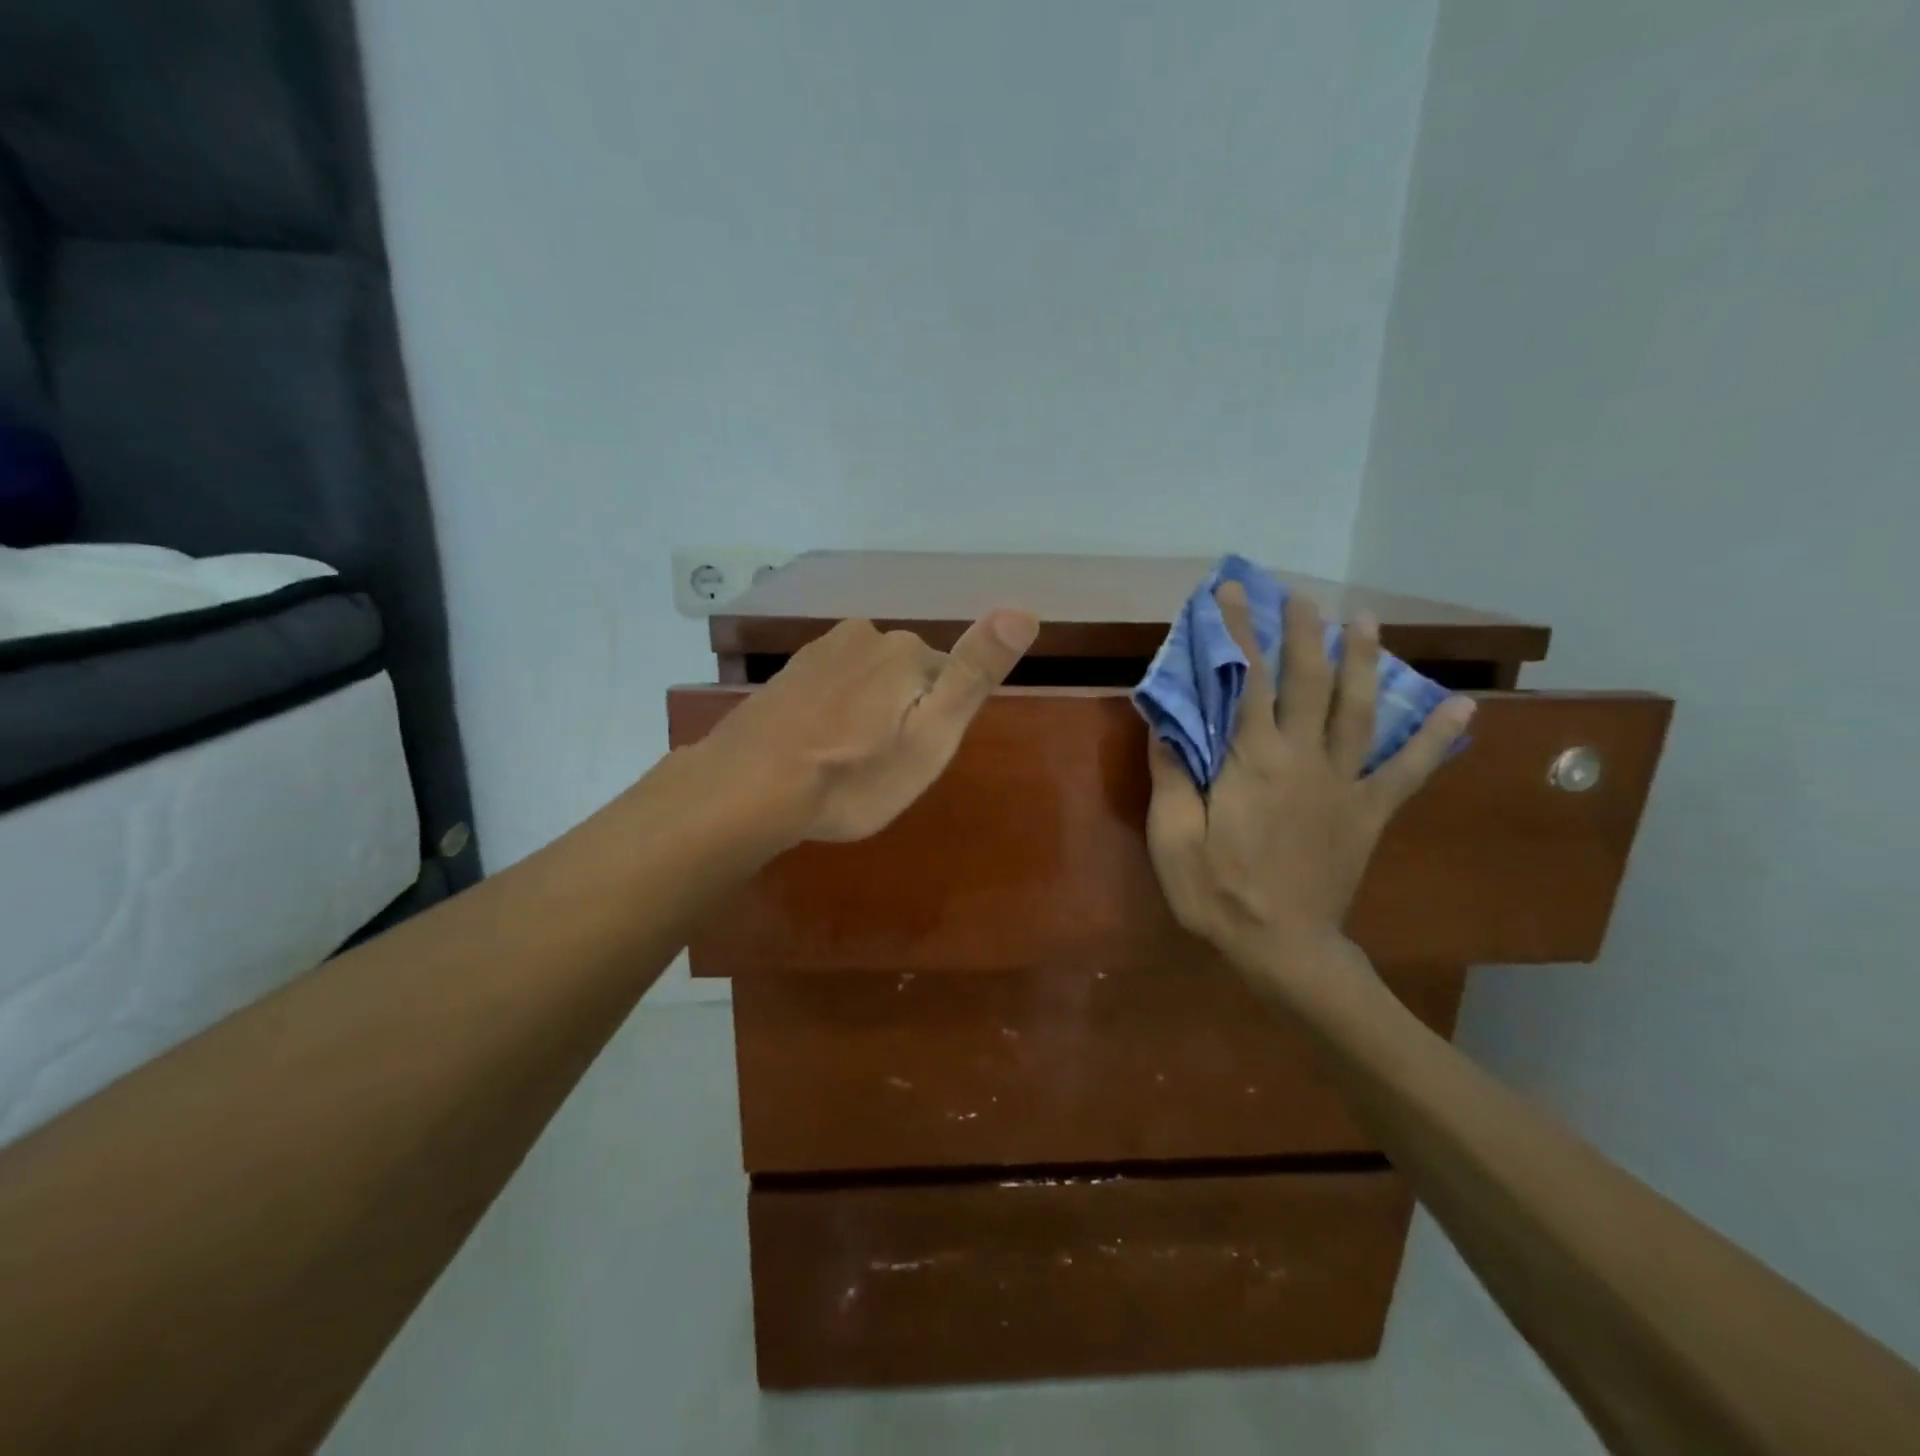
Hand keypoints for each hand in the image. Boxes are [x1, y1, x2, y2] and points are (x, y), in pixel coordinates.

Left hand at [695, 608, 1038, 844]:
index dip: (936, 725)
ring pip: (867, 683)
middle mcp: (863, 636)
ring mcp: (818, 652)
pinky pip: (830, 691)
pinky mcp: (786, 675)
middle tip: (880, 768)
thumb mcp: (932, 735)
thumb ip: (975, 672)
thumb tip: (1025, 609)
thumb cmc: (853, 773)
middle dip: (902, 717)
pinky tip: (815, 750)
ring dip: (866, 716)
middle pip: (906, 678)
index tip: (912, 760)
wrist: (747, 788)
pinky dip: (832, 716)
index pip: (947, 680)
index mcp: (905, 649)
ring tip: (846, 764)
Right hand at [1145, 581, 1474, 973]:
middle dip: (1302, 632)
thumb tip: (1165, 720)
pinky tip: (1462, 709)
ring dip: (1363, 661)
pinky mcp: (1368, 811)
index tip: (1231, 594)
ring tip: (1367, 621)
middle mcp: (1303, 758)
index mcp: (1252, 761)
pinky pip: (1407, 770)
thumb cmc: (1217, 893)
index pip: (1243, 681)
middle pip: (1306, 682)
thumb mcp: (1173, 837)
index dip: (1237, 633)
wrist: (1283, 949)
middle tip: (1300, 595)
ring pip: (1358, 710)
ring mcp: (1343, 783)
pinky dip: (1434, 739)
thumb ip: (1173, 774)